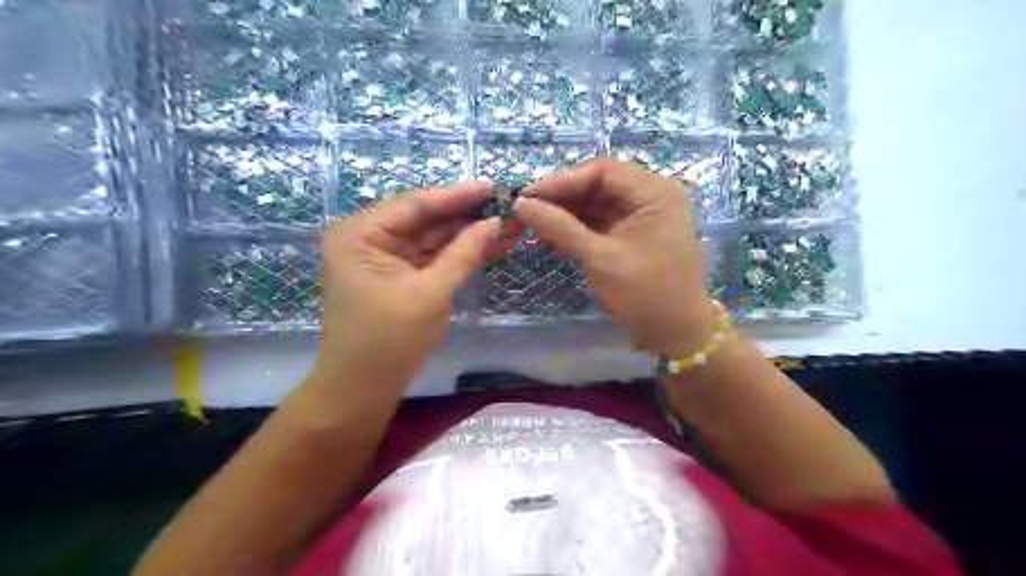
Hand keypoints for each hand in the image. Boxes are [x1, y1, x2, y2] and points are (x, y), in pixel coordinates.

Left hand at [314, 183, 502, 394]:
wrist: (362, 390)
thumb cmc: (389, 341)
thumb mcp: (430, 293)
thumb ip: (463, 253)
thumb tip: (495, 222)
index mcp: (360, 234)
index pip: (415, 204)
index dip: (457, 196)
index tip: (493, 187)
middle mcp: (367, 238)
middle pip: (424, 219)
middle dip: (466, 217)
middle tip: (506, 209)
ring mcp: (382, 257)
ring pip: (431, 239)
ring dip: (466, 236)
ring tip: (507, 228)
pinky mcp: (396, 276)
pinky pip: (429, 258)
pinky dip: (456, 254)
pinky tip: (488, 247)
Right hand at [512, 158, 715, 354]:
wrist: (677, 333)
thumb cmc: (646, 295)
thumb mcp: (601, 259)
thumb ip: (560, 228)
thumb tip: (520, 204)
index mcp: (655, 193)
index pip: (602, 171)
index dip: (561, 181)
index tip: (526, 197)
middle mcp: (652, 195)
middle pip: (598, 184)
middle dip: (561, 198)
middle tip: (525, 212)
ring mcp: (644, 214)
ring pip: (596, 203)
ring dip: (566, 214)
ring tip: (533, 226)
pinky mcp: (635, 232)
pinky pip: (601, 221)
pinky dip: (577, 228)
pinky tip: (553, 237)